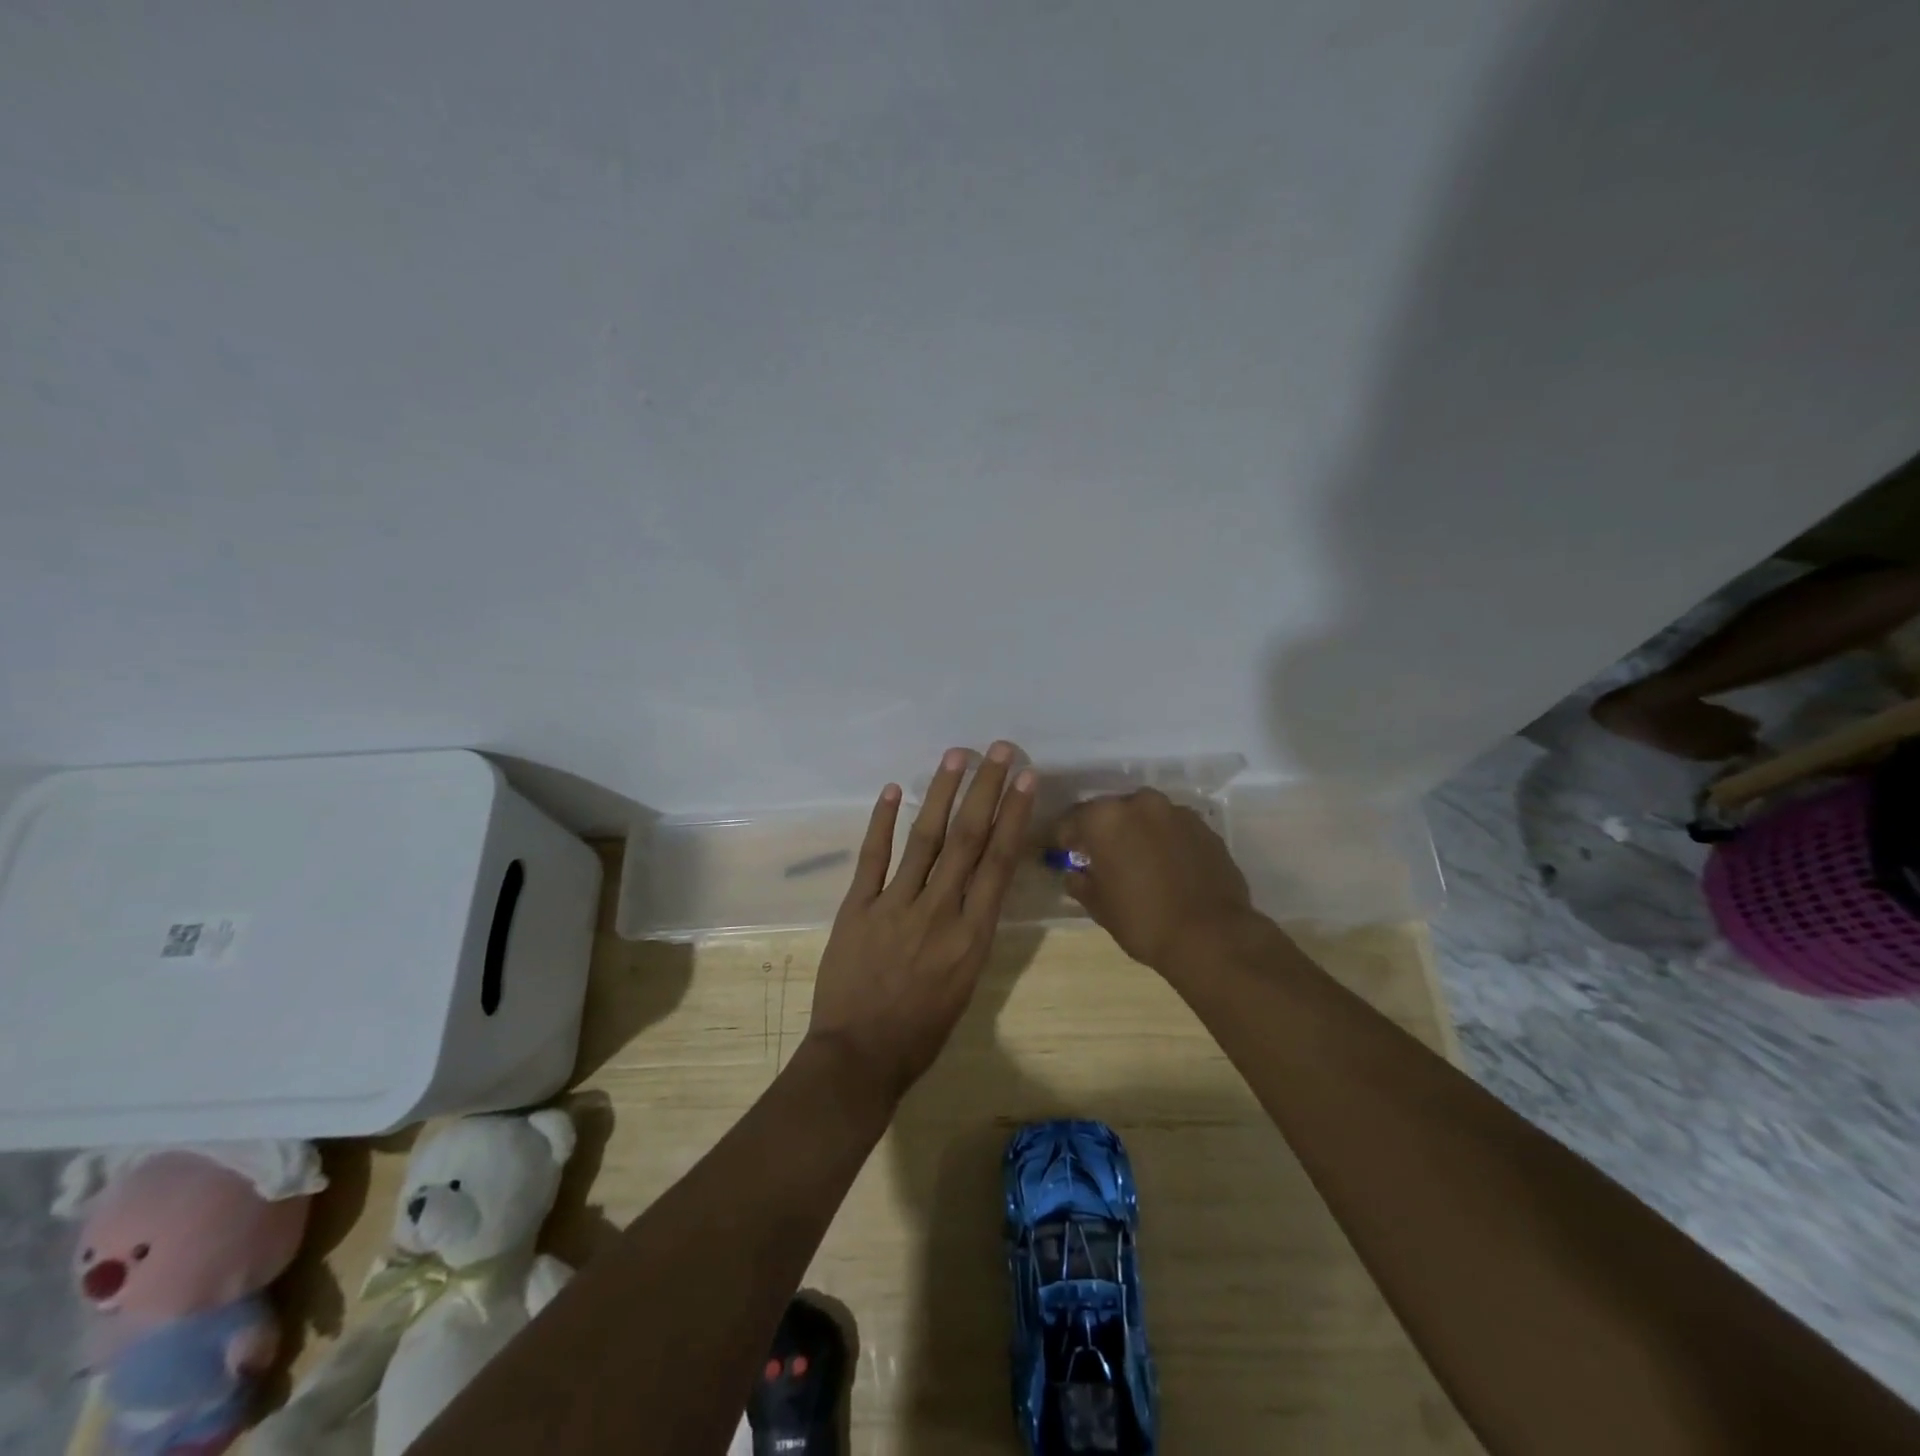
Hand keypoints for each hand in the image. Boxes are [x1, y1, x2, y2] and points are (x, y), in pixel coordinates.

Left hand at [805, 742, 1036, 1102]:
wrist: (861, 1056)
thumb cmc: (923, 1030)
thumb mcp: (967, 982)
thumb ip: (973, 929)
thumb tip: (980, 884)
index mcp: (972, 936)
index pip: (998, 863)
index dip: (1013, 816)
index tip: (1026, 779)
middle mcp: (939, 912)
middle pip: (966, 840)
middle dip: (985, 791)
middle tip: (999, 751)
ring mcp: (895, 906)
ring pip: (923, 839)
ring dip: (941, 794)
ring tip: (956, 756)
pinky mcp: (858, 908)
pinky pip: (872, 857)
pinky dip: (881, 822)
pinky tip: (892, 790)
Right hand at [1052, 789, 1258, 974]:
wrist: (1212, 937)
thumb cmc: (1143, 921)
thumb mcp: (1099, 907)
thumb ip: (1080, 882)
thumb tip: (1075, 873)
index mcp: (1105, 818)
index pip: (1072, 820)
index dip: (1064, 839)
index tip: (1064, 854)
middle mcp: (1140, 804)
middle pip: (1111, 812)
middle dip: (1103, 831)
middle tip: (1101, 857)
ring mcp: (1177, 812)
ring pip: (1145, 816)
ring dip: (1136, 832)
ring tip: (1137, 861)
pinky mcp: (1205, 827)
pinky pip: (1173, 828)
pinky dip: (1164, 840)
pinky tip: (1166, 866)